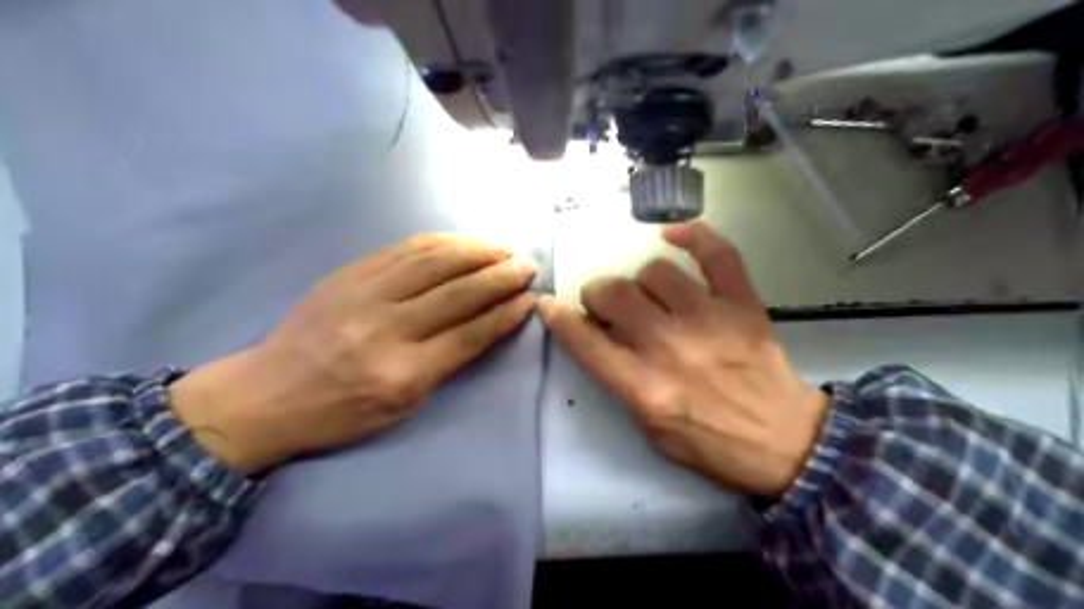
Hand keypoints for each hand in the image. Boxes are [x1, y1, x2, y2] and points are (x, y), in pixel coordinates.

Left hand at [167, 234, 535, 476]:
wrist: (266, 395)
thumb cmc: (340, 414)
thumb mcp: (401, 408)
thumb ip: (445, 365)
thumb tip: (485, 326)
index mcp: (403, 373)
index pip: (470, 333)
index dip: (505, 313)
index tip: (530, 299)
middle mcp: (387, 328)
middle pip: (458, 292)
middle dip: (500, 276)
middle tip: (527, 265)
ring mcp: (364, 294)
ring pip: (433, 262)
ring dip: (476, 251)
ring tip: (503, 248)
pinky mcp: (349, 274)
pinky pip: (403, 250)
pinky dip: (441, 243)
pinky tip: (462, 242)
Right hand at [538, 223, 826, 498]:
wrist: (785, 443)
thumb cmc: (711, 445)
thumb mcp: (650, 430)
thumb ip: (621, 382)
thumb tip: (601, 338)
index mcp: (644, 387)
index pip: (585, 342)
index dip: (559, 319)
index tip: (550, 305)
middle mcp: (670, 347)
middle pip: (615, 295)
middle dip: (599, 294)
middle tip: (606, 304)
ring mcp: (709, 320)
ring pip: (655, 272)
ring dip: (640, 281)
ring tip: (647, 293)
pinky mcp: (742, 305)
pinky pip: (718, 255)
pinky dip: (695, 236)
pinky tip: (674, 235)